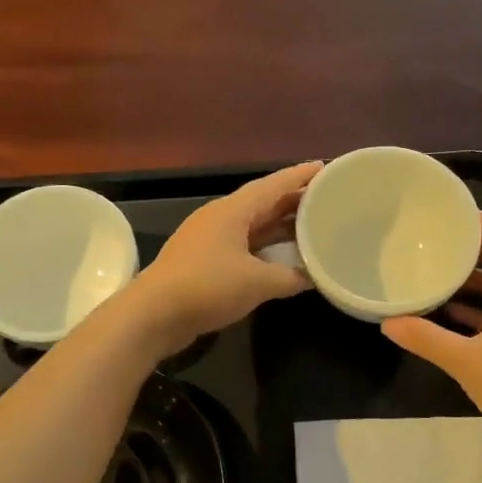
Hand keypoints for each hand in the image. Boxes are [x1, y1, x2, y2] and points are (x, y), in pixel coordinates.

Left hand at [128, 161, 321, 352]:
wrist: (153, 315)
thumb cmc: (207, 287)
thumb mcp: (257, 283)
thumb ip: (290, 277)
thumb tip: (314, 277)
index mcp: (232, 211)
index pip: (273, 185)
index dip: (299, 176)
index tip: (325, 167)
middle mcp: (220, 218)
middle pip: (263, 203)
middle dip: (294, 200)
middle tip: (327, 199)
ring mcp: (209, 240)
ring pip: (253, 225)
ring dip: (280, 225)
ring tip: (311, 225)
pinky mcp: (203, 262)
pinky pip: (243, 246)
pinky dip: (265, 247)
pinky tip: (281, 257)